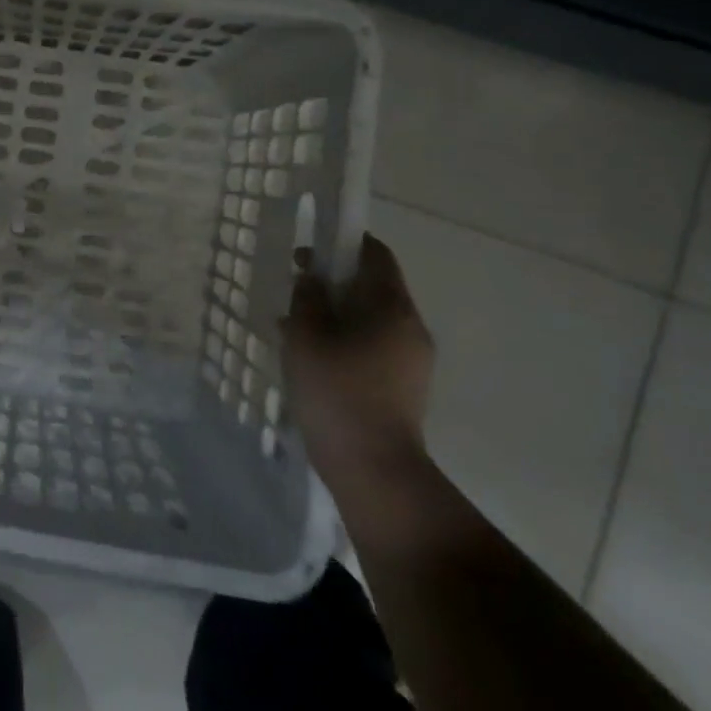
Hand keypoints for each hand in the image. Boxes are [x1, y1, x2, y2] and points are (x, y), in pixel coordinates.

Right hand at [279, 235, 433, 494]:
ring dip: (338, 314)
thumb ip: (308, 298)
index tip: (311, 251)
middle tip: (297, 292)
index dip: (344, 242)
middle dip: (335, 282)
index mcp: (392, 307)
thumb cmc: (336, 392)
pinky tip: (315, 359)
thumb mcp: (306, 336)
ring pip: (372, 318)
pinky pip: (375, 345)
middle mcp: (411, 326)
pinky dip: (347, 339)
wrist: (372, 467)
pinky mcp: (406, 385)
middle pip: (374, 287)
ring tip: (298, 329)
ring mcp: (413, 359)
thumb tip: (313, 278)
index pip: (376, 254)